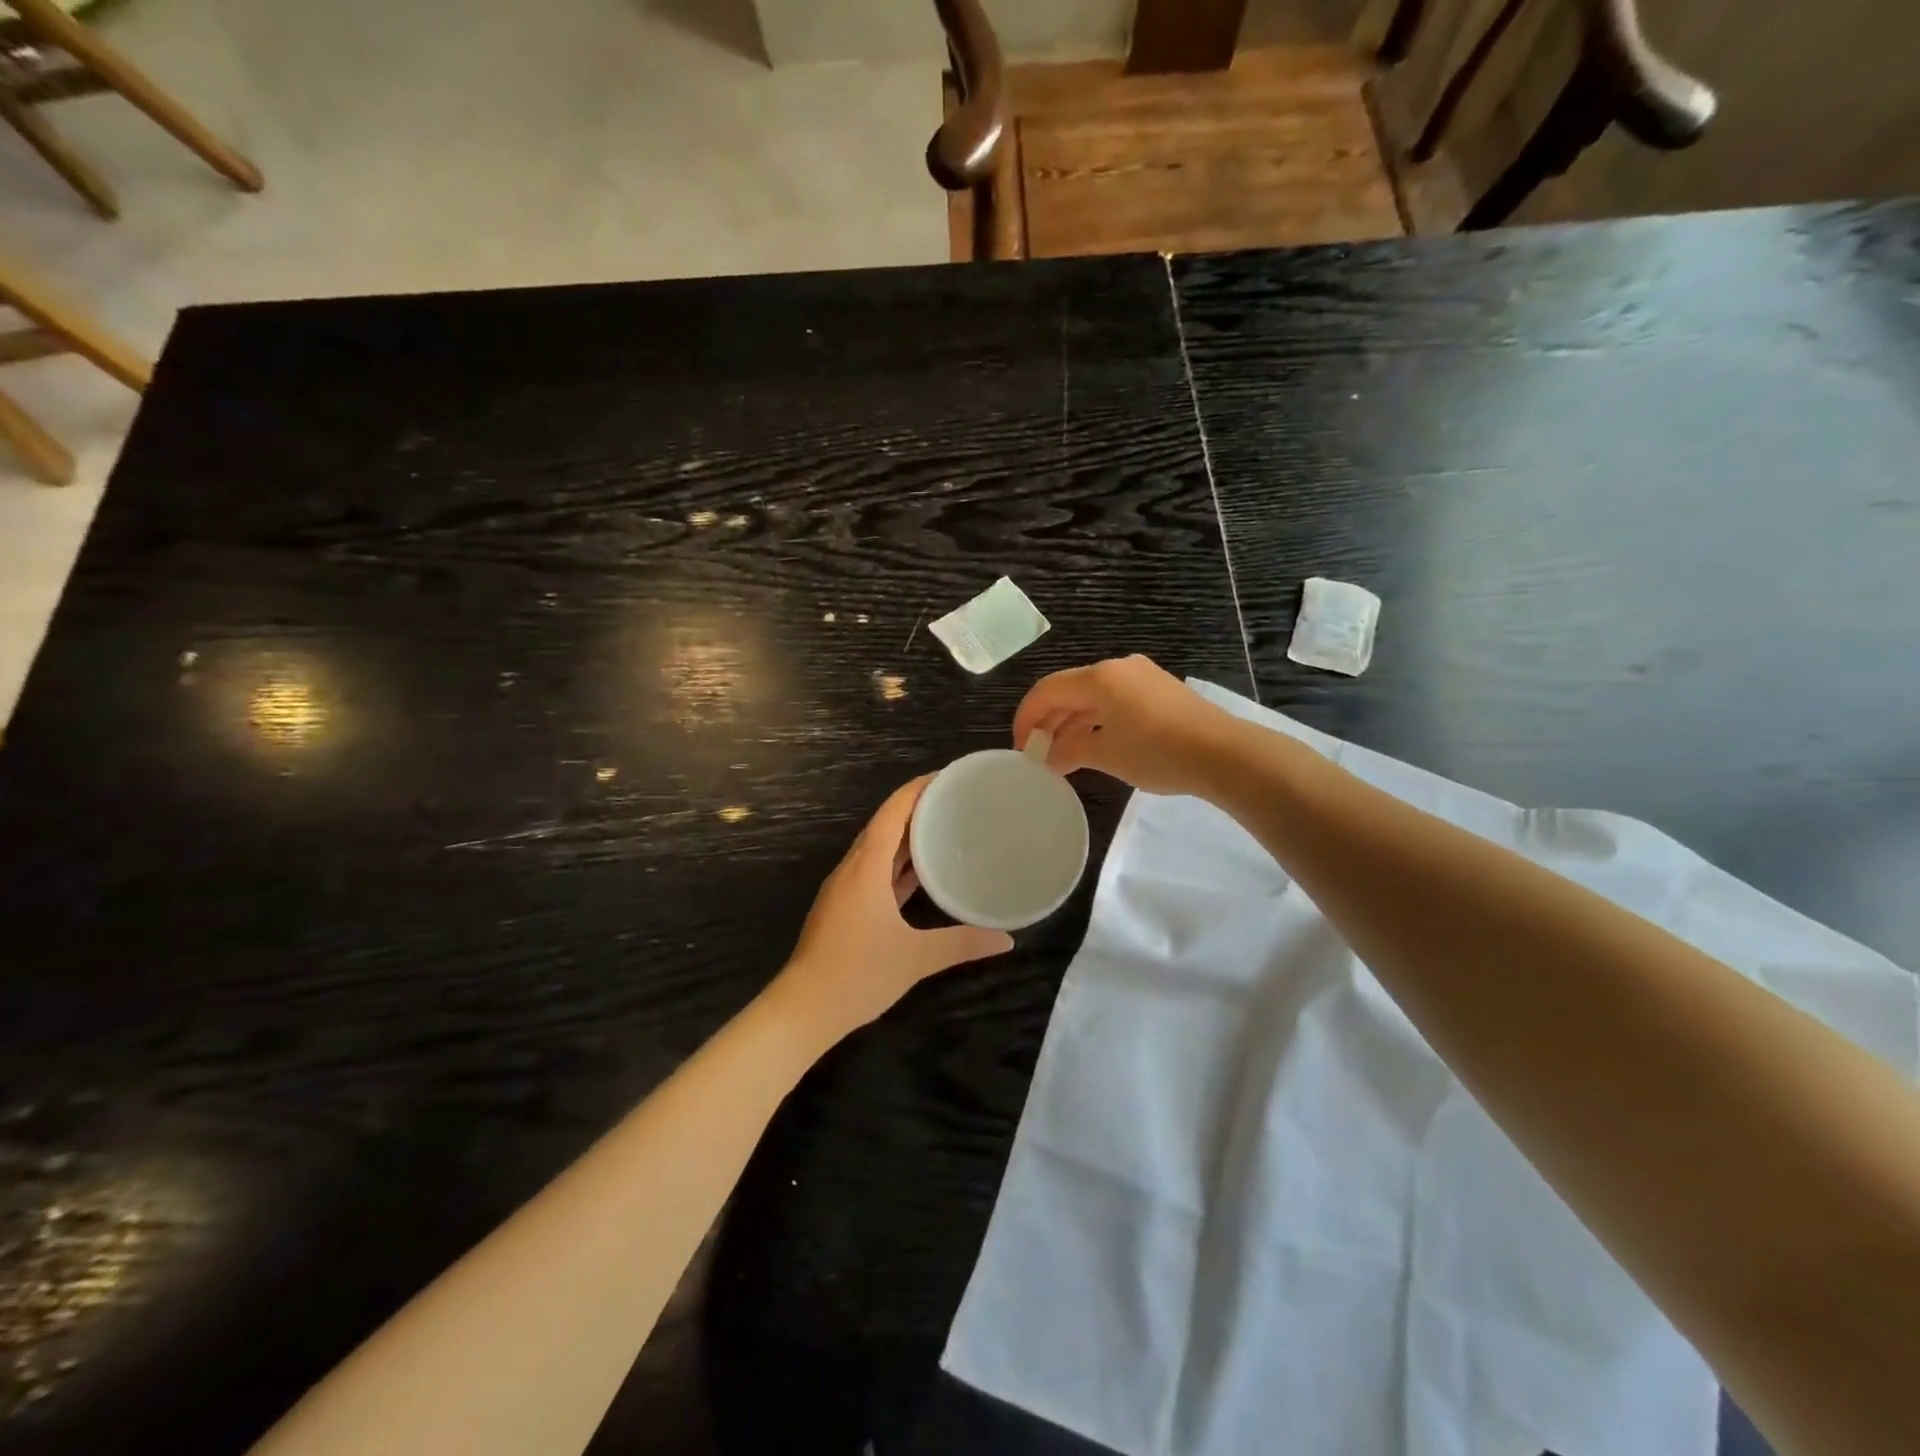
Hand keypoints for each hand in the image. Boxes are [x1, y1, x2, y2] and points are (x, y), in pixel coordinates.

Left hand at [777, 776, 1013, 1040]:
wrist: (803, 1009)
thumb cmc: (858, 974)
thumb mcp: (916, 958)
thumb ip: (962, 944)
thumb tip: (1007, 939)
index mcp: (866, 868)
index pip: (892, 812)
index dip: (918, 789)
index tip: (947, 776)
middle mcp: (853, 870)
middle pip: (884, 825)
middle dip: (916, 808)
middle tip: (954, 800)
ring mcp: (845, 889)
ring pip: (878, 850)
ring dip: (906, 836)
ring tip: (943, 828)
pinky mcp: (844, 908)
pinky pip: (874, 872)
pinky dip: (897, 864)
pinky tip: (919, 873)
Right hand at [1013, 654, 1240, 798]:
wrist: (1224, 754)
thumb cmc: (1157, 752)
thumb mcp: (1106, 754)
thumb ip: (1069, 750)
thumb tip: (1048, 756)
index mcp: (1099, 677)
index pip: (1047, 690)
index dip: (1026, 718)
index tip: (1020, 748)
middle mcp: (1118, 668)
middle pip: (1070, 691)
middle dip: (1049, 722)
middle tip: (1037, 754)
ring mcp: (1142, 677)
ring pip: (1093, 698)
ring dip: (1073, 724)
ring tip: (1062, 757)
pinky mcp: (1160, 692)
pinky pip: (1115, 702)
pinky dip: (1097, 722)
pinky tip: (1095, 746)